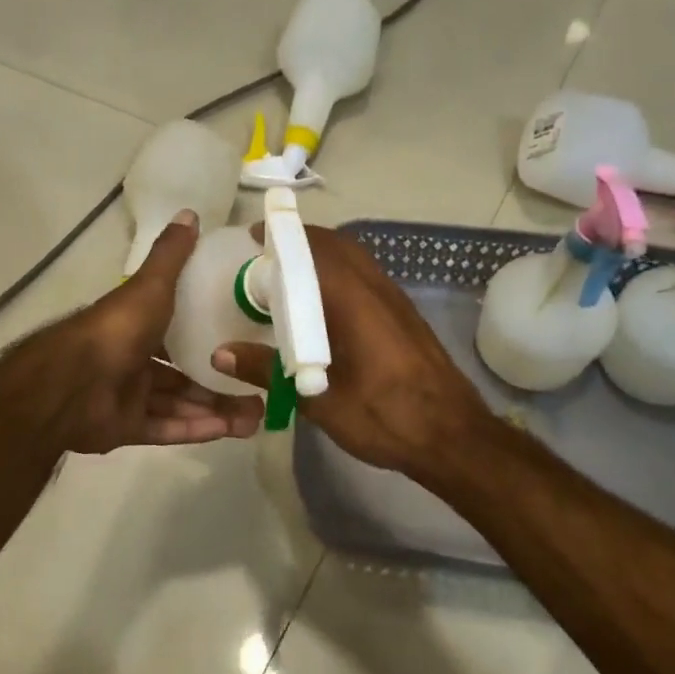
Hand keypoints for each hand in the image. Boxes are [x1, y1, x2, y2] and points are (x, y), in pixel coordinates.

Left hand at [27, 210, 263, 455]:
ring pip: (179, 404)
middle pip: (184, 373)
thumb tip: (191, 214)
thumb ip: (171, 256)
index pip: (179, 330)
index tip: (246, 341)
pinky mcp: (126, 428)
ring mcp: (128, 396)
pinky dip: (195, 429)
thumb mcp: (150, 286)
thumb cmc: (117, 329)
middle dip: (220, 382)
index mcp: (137, 326)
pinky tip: (230, 430)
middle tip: (259, 390)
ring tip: (256, 416)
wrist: (71, 384)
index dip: (210, 336)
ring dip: (216, 409)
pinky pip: (166, 429)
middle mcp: (133, 360)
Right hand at [212, 223, 489, 479]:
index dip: (282, 236)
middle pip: (337, 246)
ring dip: (322, 257)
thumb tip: (221, 353)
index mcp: (353, 301)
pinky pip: (367, 279)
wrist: (453, 437)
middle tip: (266, 257)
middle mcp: (377, 290)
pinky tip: (324, 307)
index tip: (251, 237)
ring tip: (289, 277)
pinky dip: (340, 276)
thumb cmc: (384, 417)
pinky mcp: (406, 317)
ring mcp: (396, 302)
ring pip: (356, 260)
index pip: (314, 249)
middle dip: (300, 241)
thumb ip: (269, 371)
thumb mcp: (319, 400)